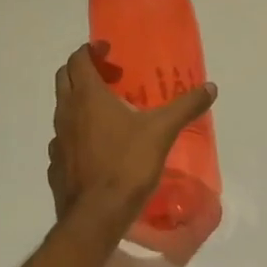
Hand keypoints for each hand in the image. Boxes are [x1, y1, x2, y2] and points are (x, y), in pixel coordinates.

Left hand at [49, 41, 217, 230]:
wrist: (96, 215)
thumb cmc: (127, 165)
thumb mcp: (162, 132)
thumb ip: (185, 107)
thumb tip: (211, 87)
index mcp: (87, 97)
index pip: (78, 60)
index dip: (91, 50)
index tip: (109, 51)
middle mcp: (66, 112)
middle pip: (65, 78)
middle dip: (84, 71)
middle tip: (111, 78)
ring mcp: (57, 139)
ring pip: (63, 109)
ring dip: (80, 102)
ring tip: (107, 112)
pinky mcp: (56, 164)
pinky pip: (63, 138)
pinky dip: (76, 132)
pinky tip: (96, 146)